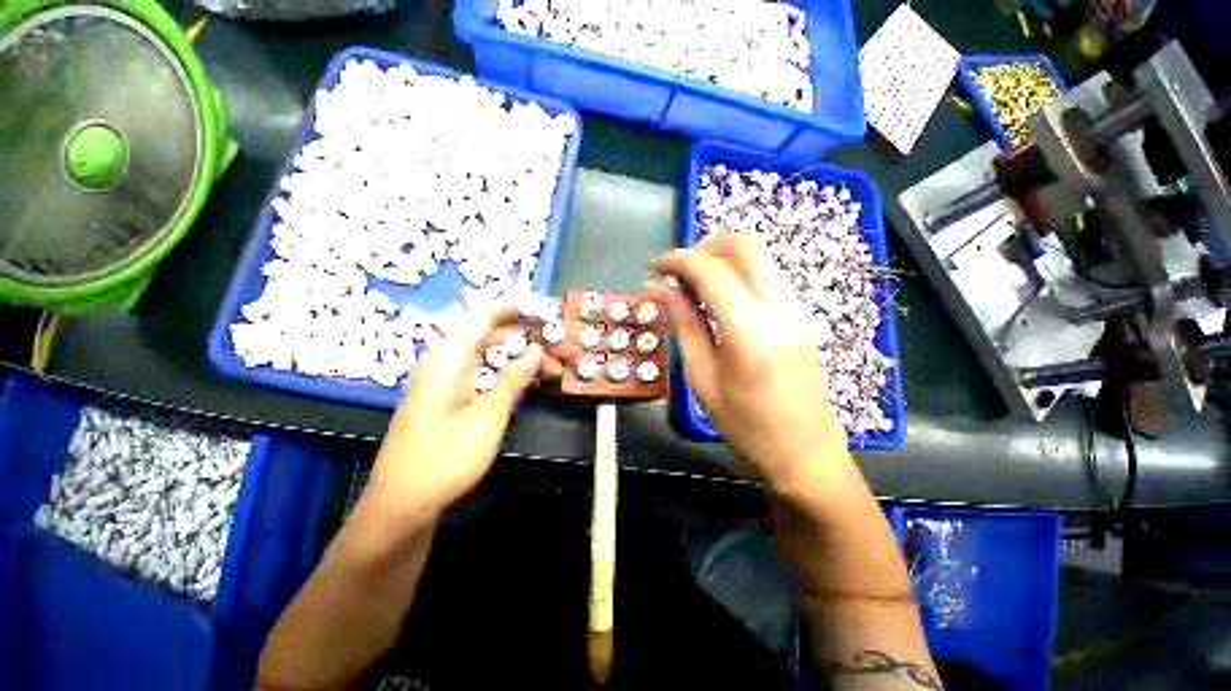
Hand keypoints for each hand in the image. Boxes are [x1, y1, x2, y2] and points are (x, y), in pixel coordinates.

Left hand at [364, 304, 549, 531]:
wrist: (402, 505)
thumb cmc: (444, 459)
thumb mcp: (487, 417)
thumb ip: (513, 380)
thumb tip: (536, 350)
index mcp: (447, 361)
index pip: (481, 318)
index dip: (512, 308)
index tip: (542, 308)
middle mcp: (445, 365)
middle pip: (489, 337)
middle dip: (526, 337)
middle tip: (559, 346)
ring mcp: (447, 383)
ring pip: (489, 358)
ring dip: (521, 358)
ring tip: (553, 366)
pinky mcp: (451, 400)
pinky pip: (484, 375)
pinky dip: (508, 374)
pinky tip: (528, 381)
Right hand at [648, 233, 848, 489]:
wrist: (804, 452)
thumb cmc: (745, 425)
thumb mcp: (702, 376)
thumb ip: (682, 323)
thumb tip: (657, 288)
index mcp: (750, 330)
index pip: (710, 270)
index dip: (677, 260)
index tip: (654, 267)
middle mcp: (780, 308)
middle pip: (744, 244)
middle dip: (704, 246)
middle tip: (676, 270)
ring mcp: (796, 308)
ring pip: (758, 257)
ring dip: (721, 258)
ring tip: (691, 285)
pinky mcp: (800, 315)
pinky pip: (765, 277)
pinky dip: (737, 274)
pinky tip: (717, 299)